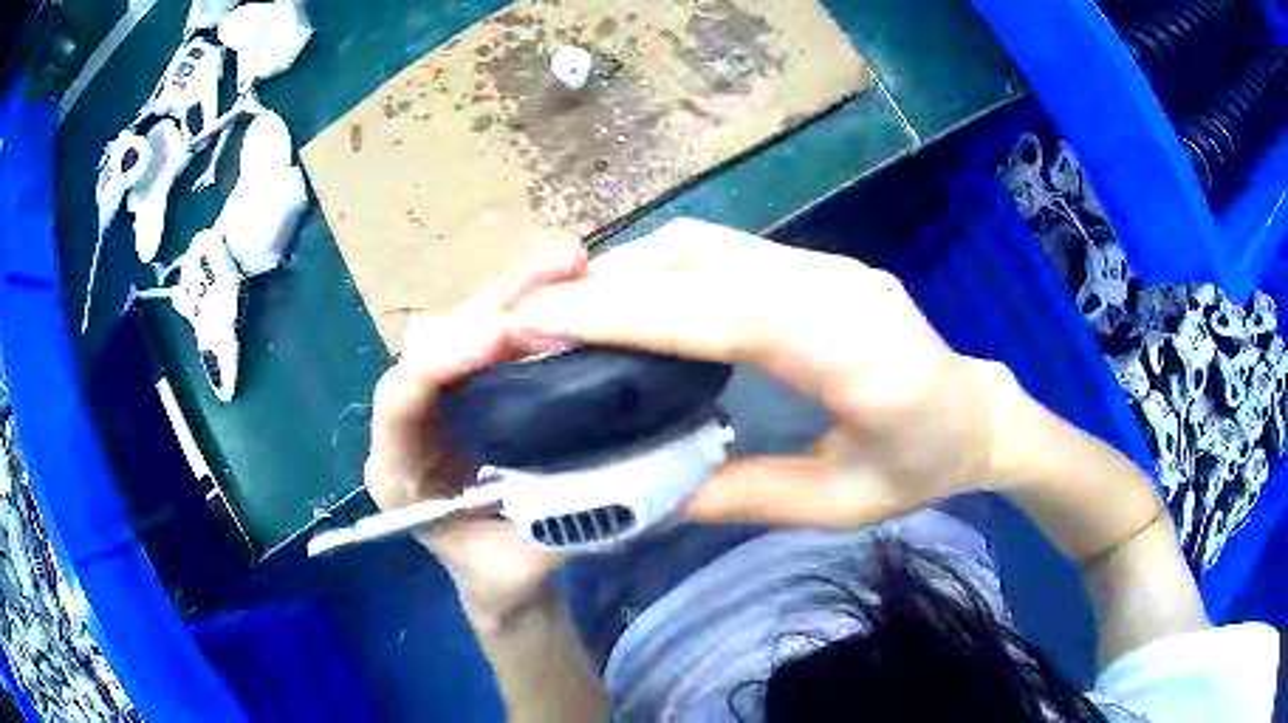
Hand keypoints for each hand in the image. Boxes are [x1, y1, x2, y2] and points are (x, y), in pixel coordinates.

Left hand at [365, 241, 588, 622]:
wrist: (500, 584)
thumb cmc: (499, 581)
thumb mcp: (522, 569)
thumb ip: (553, 528)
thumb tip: (612, 475)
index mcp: (397, 471)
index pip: (400, 396)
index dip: (444, 358)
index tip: (502, 335)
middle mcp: (410, 424)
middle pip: (433, 344)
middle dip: (491, 304)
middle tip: (559, 270)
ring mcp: (442, 404)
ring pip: (463, 329)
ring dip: (514, 294)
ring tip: (573, 264)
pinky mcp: (473, 395)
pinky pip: (492, 341)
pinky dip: (528, 312)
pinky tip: (571, 293)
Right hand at [511, 219, 1017, 527]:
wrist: (977, 411)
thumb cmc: (923, 465)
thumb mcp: (841, 506)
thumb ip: (748, 496)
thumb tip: (653, 491)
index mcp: (860, 356)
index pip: (729, 314)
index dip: (630, 312)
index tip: (544, 320)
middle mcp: (840, 287)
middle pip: (706, 261)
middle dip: (610, 284)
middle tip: (533, 319)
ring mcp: (828, 264)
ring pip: (709, 244)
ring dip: (631, 269)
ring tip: (569, 311)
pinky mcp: (816, 264)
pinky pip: (726, 251)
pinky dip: (664, 269)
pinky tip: (631, 299)